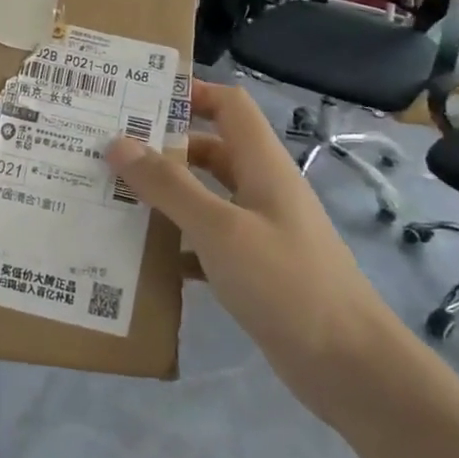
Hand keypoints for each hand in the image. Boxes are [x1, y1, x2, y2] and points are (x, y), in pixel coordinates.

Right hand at [106, 81, 399, 418]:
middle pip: (210, 150)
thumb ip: (169, 186)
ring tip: (113, 197)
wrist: (349, 365)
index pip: (229, 106)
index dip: (192, 92)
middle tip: (109, 150)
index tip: (139, 97)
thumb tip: (118, 143)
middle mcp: (262, 190)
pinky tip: (142, 256)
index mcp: (263, 165)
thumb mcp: (220, 229)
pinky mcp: (254, 268)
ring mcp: (260, 230)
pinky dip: (177, 242)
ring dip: (166, 195)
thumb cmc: (286, 283)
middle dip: (164, 146)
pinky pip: (207, 241)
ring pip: (206, 197)